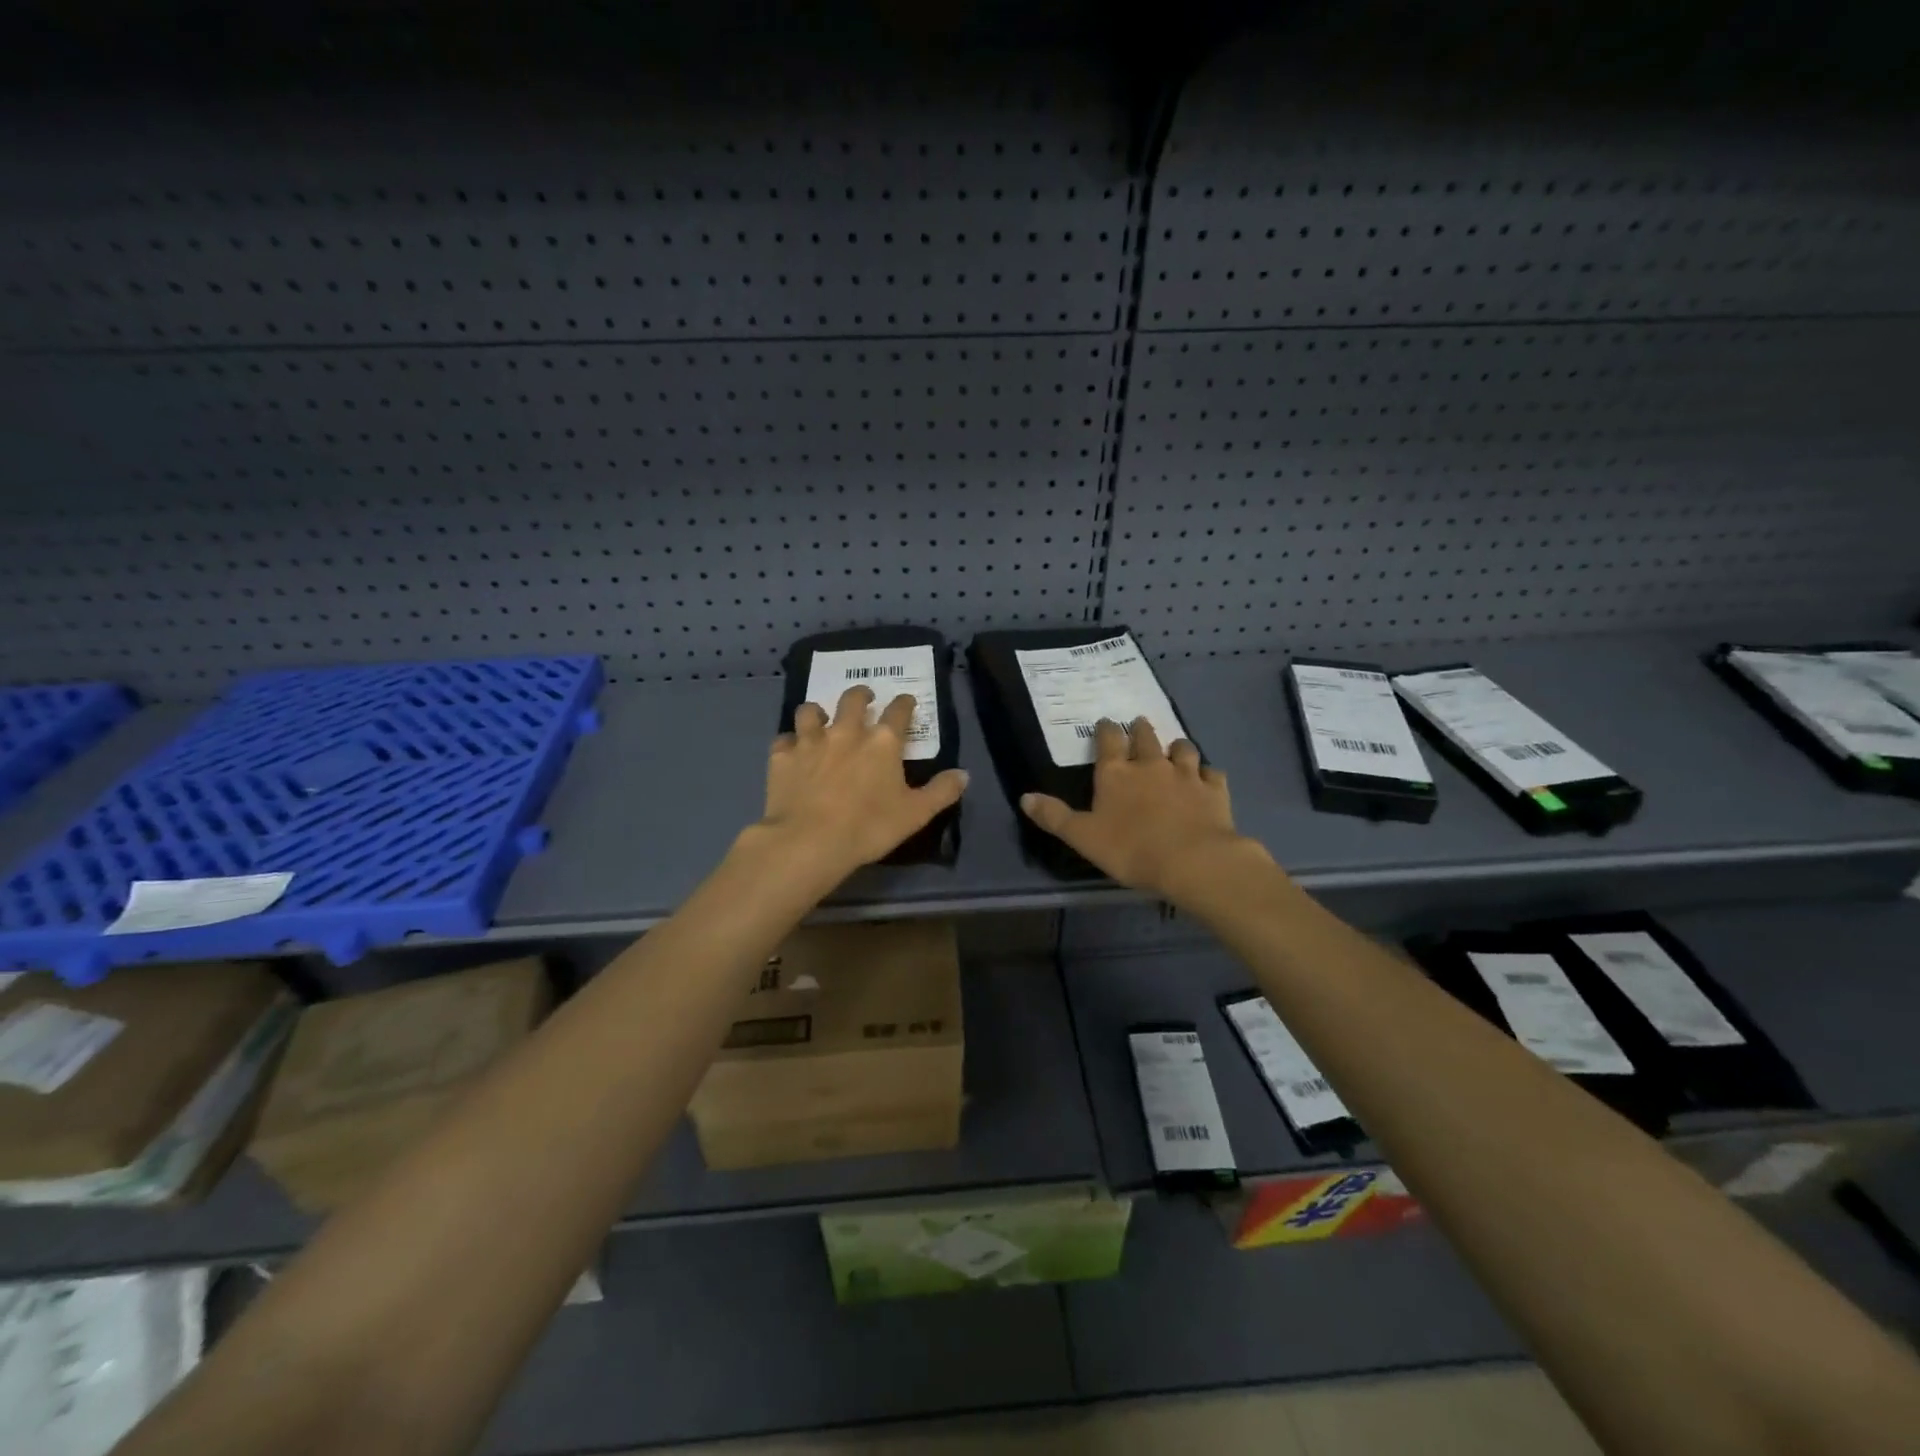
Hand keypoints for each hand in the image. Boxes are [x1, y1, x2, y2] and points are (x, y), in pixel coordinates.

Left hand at [754, 686, 968, 880]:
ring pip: (811, 711)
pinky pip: (784, 739)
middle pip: (852, 700)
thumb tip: (964, 774)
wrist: (810, 841)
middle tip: (864, 697)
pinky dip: (789, 742)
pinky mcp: (782, 757)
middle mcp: (846, 732)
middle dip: (861, 694)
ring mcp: (810, 741)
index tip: (906, 701)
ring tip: (820, 717)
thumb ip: (941, 791)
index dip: (904, 704)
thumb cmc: (869, 827)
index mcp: (882, 742)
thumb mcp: (915, 814)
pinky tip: (791, 751)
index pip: (898, 712)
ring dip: (818, 712)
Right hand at [1020, 718, 1272, 904]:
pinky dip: (1207, 773)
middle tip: (1139, 723)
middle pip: (1145, 737)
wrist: (1193, 861)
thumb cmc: (1130, 849)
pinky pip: (1212, 773)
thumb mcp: (1083, 837)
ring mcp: (1186, 775)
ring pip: (1182, 749)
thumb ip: (1055, 816)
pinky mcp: (1214, 790)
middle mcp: (1150, 765)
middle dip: (1140, 729)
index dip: (1106, 730)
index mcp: (1116, 774)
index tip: (1105, 722)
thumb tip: (1024, 797)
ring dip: (1176, 746)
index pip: (1108, 740)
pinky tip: (1207, 777)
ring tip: (1174, 748)